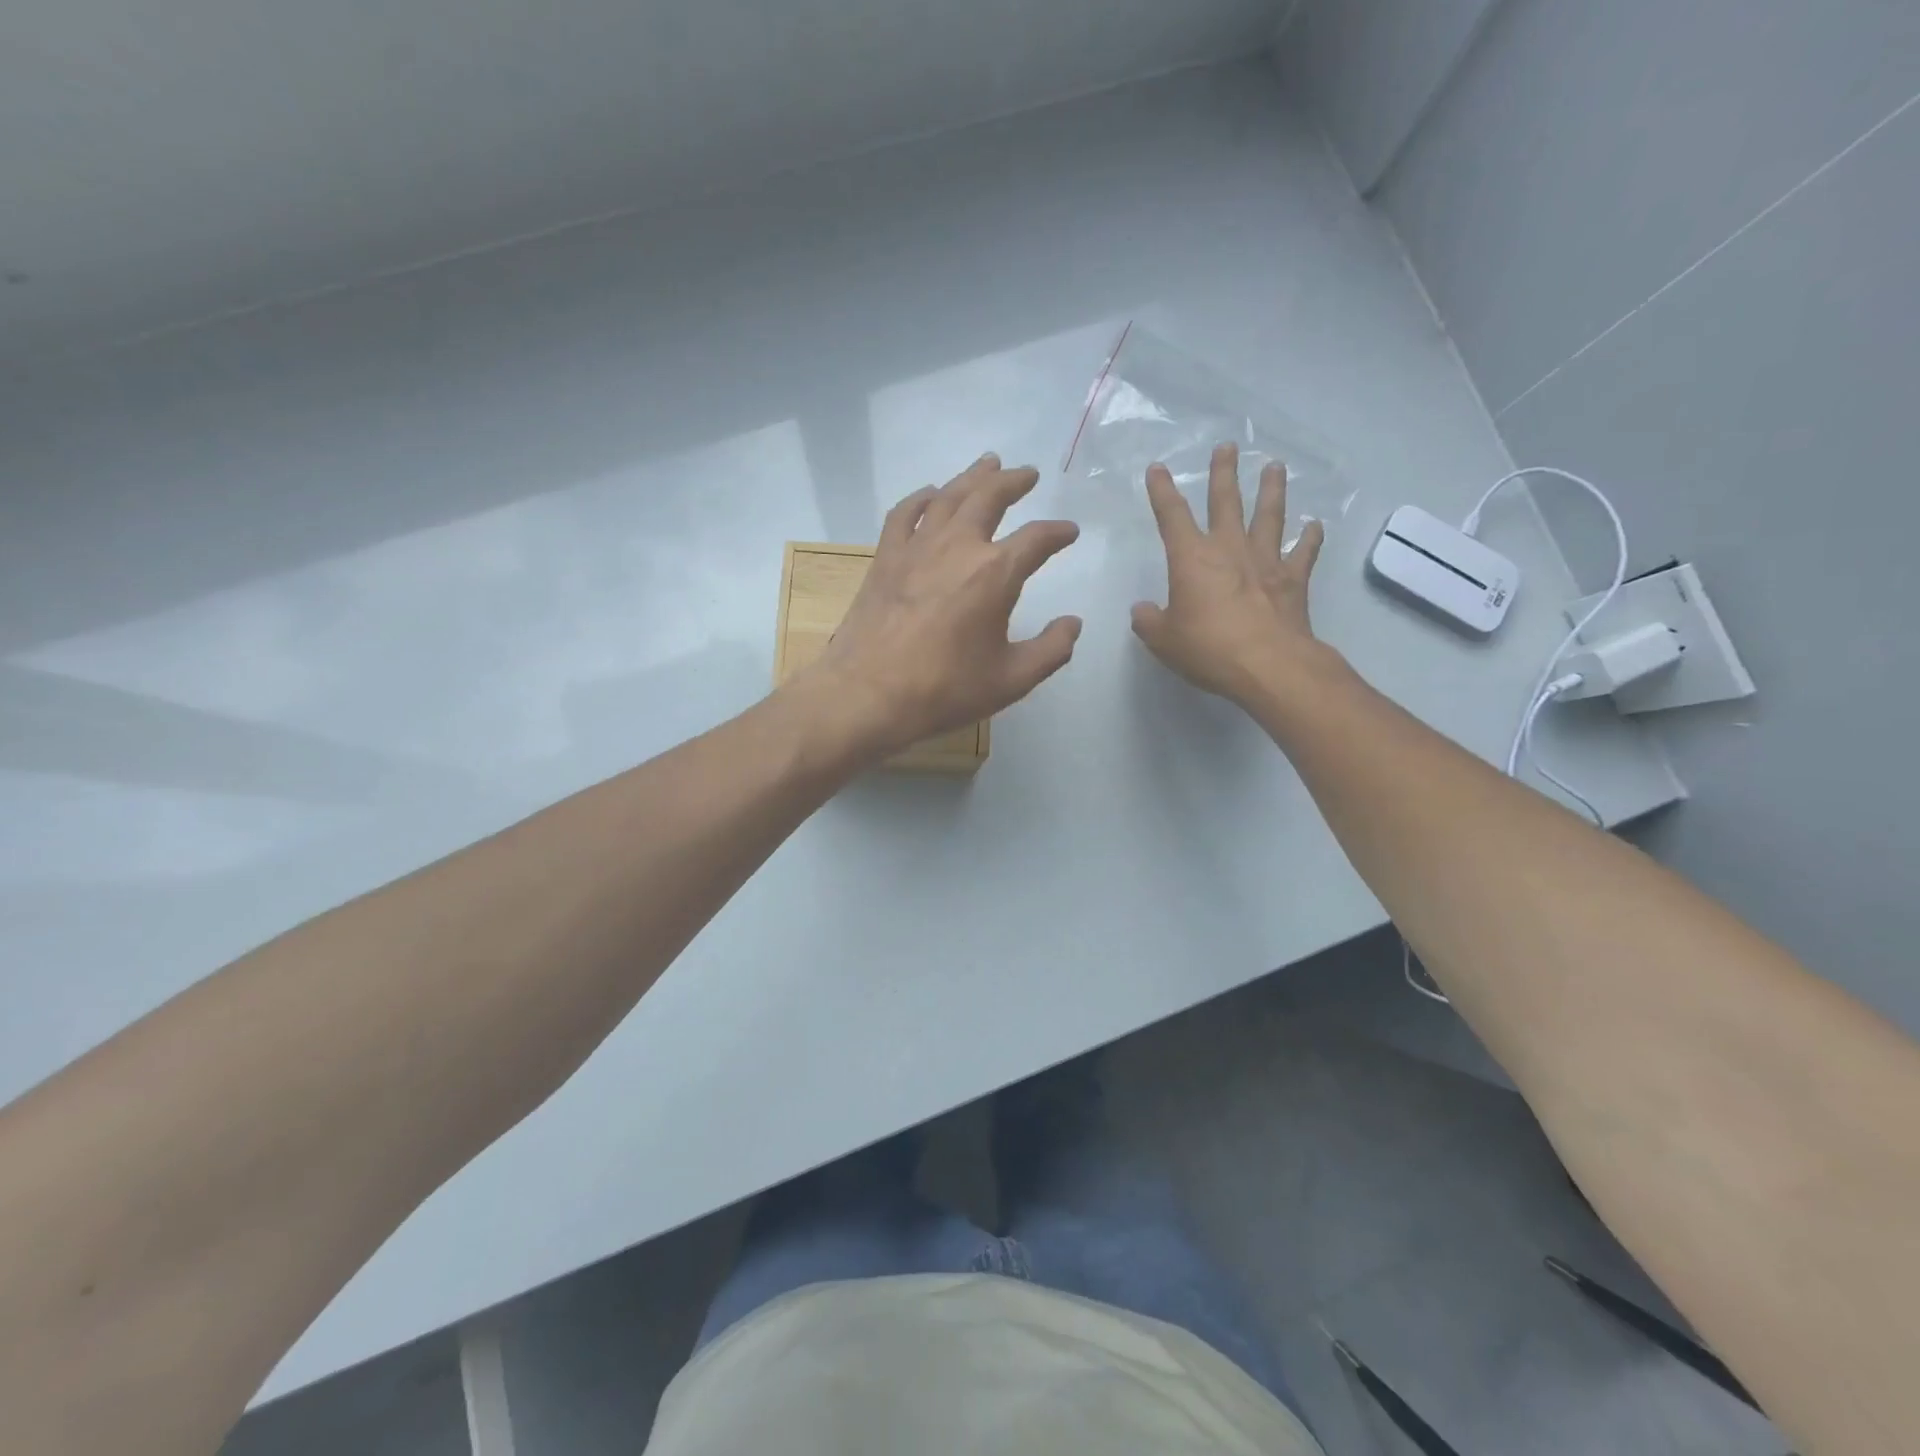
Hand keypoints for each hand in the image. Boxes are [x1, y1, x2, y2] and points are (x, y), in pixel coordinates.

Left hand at [803, 453, 1081, 758]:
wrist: (868, 694)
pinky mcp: (885, 558)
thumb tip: (1073, 624)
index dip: (1058, 533)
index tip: (1069, 532)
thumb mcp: (1012, 680)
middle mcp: (958, 546)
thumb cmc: (944, 690)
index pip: (1037, 539)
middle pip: (990, 496)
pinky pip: (905, 514)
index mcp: (995, 573)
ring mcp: (917, 547)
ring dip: (973, 476)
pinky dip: (921, 498)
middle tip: (1029, 474)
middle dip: (1014, 481)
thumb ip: (1051, 650)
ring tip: (989, 463)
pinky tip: (931, 494)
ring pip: (949, 496)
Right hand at [1131, 442, 1327, 705]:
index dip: (1162, 491)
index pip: (1171, 516)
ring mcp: (1265, 561)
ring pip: (1269, 515)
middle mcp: (1229, 549)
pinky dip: (1310, 538)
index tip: (1157, 468)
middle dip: (1223, 473)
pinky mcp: (1293, 580)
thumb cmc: (1208, 648)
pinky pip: (1303, 552)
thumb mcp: (1163, 640)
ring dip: (1272, 490)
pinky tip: (1315, 526)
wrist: (1268, 664)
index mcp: (1192, 559)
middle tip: (1227, 447)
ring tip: (1275, 467)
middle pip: (1226, 502)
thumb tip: (1142, 611)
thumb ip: (1149, 622)